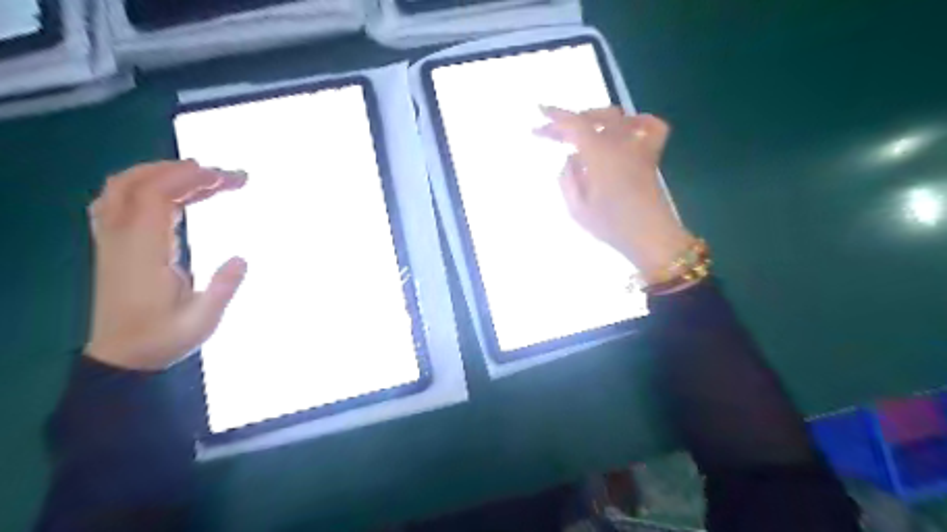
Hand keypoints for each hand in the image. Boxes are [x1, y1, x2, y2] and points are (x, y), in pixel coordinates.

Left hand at [85, 159, 246, 372]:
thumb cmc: (164, 339)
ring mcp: (112, 239)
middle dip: (180, 170)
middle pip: (136, 182)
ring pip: (124, 187)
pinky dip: (149, 187)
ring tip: (204, 178)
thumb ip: (224, 288)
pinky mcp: (115, 244)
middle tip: (222, 175)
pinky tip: (175, 195)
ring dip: (163, 174)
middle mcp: (120, 238)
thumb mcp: (203, 321)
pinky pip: (122, 201)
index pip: (156, 195)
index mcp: (142, 252)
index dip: (191, 178)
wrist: (122, 357)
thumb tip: (242, 258)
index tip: (228, 178)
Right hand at [539, 105, 693, 281]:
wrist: (649, 236)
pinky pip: (651, 127)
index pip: (574, 124)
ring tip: (580, 128)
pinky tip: (627, 126)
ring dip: (594, 118)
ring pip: (617, 117)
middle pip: (592, 118)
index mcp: (598, 153)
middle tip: (551, 132)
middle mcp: (619, 142)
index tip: (538, 117)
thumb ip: (567, 178)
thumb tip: (571, 159)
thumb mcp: (576, 207)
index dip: (554, 118)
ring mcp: (638, 147)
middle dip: (568, 120)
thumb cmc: (610, 225)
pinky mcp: (650, 156)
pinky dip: (637, 121)